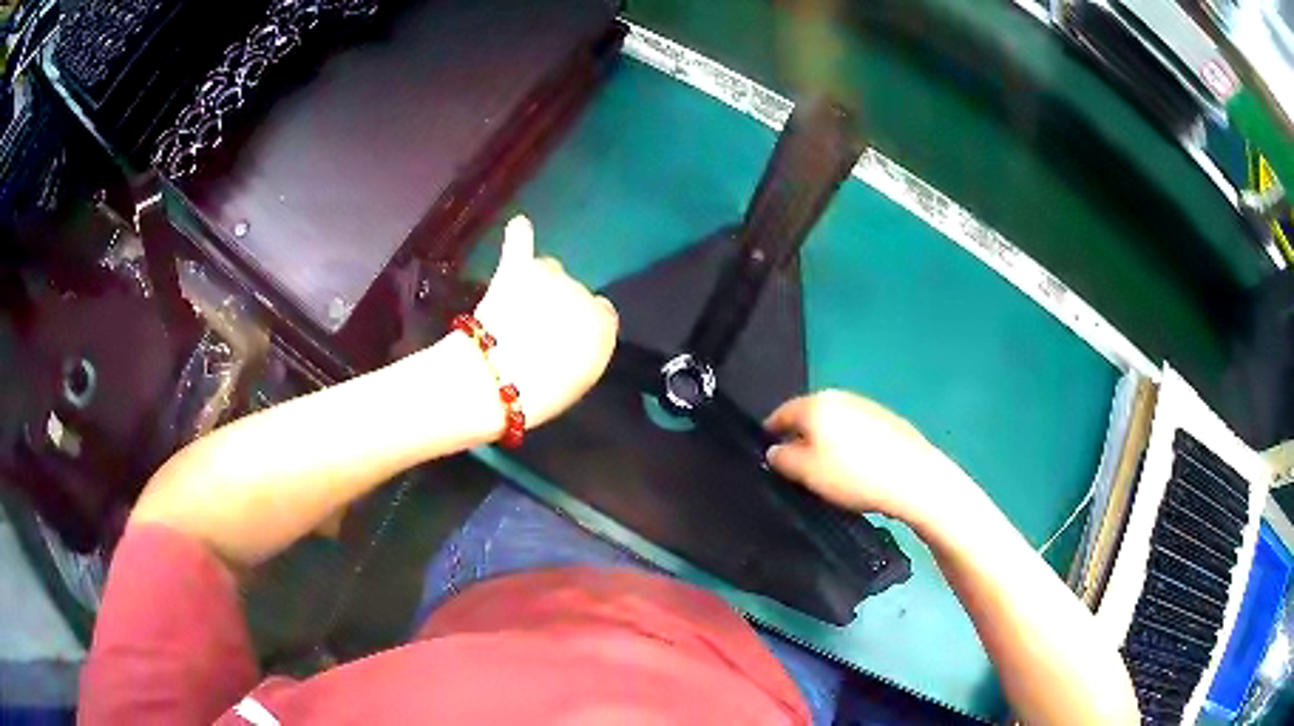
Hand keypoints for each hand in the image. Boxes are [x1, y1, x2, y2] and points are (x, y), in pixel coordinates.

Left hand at [472, 216, 618, 428]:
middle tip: (534, 332)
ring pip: (548, 270)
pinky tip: (520, 226)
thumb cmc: (539, 394)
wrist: (491, 382)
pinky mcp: (514, 270)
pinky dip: (519, 236)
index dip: (580, 326)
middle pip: (573, 290)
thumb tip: (576, 332)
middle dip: (557, 305)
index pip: (601, 314)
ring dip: (537, 284)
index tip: (564, 340)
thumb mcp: (578, 381)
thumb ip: (586, 349)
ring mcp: (548, 277)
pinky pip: (521, 243)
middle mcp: (583, 293)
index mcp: (603, 325)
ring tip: (517, 310)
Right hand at [764, 390, 971, 527]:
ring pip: (835, 422)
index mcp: (816, 404)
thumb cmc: (853, 476)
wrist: (914, 478)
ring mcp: (867, 406)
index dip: (770, 433)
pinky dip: (850, 444)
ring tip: (828, 469)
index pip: (781, 413)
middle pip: (810, 415)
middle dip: (800, 436)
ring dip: (826, 440)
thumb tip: (774, 449)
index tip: (768, 453)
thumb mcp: (806, 473)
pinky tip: (857, 467)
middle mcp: (840, 396)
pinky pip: (857, 430)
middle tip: (797, 466)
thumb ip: (782, 459)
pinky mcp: (888, 420)